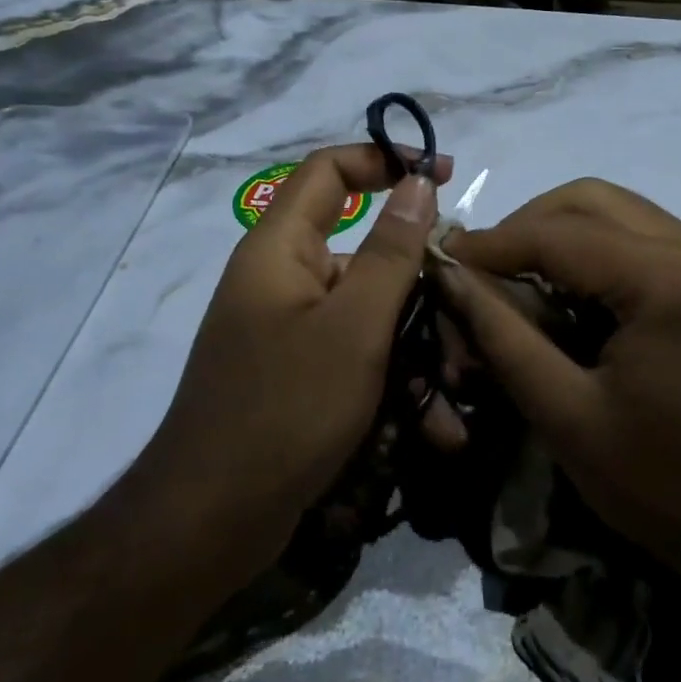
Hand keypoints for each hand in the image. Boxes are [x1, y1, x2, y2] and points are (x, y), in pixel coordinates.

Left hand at [138, 143, 450, 587]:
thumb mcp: (354, 327)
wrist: (211, 521)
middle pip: (366, 252)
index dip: (384, 159)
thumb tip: (415, 182)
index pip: (330, 171)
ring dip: (418, 347)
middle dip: (422, 285)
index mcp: (280, 249)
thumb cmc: (285, 410)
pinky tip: (433, 426)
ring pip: (371, 314)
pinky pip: (358, 357)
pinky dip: (394, 381)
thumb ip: (391, 251)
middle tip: (469, 312)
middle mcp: (283, 280)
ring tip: (457, 392)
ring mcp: (291, 331)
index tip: (441, 175)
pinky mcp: (301, 375)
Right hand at [436, 179, 680, 585]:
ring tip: (517, 279)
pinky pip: (642, 235)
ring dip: (559, 232)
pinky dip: (595, 249)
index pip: (556, 233)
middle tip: (481, 271)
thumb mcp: (566, 415)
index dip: (490, 243)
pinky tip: (570, 292)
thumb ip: (502, 336)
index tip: (440, 260)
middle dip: (525, 226)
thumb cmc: (665, 486)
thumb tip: (450, 277)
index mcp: (666, 279)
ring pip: (617, 210)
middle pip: (589, 199)